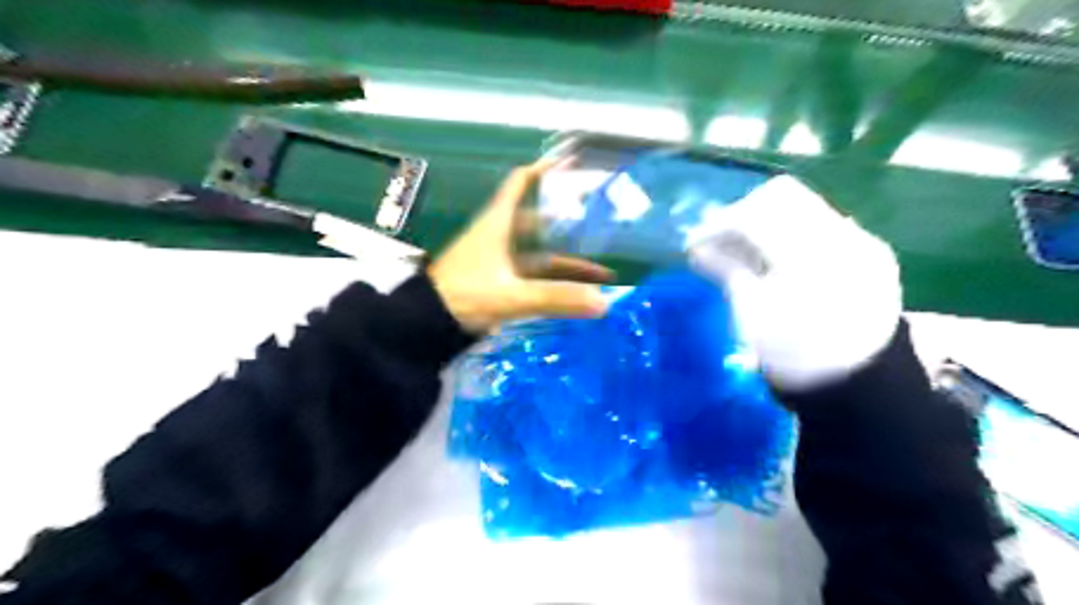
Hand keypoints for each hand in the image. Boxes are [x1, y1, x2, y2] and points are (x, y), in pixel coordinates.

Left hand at [431, 158, 613, 334]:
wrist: (427, 323)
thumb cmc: (464, 296)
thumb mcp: (512, 296)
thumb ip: (555, 298)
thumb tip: (603, 303)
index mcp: (497, 223)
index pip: (520, 183)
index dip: (543, 169)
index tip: (569, 162)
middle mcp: (499, 235)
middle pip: (537, 219)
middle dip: (566, 220)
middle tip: (596, 220)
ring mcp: (498, 258)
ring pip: (539, 252)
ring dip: (565, 258)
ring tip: (601, 266)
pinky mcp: (498, 279)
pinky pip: (533, 274)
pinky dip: (553, 280)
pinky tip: (574, 291)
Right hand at [686, 174, 903, 390]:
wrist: (859, 390)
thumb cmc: (796, 358)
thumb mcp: (752, 315)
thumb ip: (726, 270)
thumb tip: (696, 248)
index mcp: (809, 256)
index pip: (756, 213)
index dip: (719, 223)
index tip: (696, 244)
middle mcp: (842, 236)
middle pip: (783, 196)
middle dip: (743, 214)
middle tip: (720, 242)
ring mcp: (861, 243)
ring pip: (803, 207)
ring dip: (766, 223)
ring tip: (744, 252)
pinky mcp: (870, 253)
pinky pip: (821, 226)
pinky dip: (790, 235)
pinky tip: (776, 261)